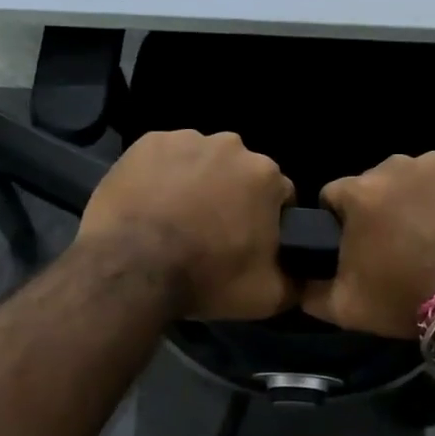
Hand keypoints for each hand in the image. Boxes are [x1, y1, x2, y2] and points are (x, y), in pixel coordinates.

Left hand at [76, 130, 295, 319]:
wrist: (130, 268)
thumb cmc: (206, 278)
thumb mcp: (268, 296)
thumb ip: (296, 279)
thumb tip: (304, 271)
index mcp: (266, 175)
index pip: (280, 196)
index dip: (267, 221)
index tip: (249, 243)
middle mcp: (231, 145)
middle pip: (240, 173)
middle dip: (232, 196)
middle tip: (211, 232)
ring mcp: (186, 139)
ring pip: (202, 161)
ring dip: (197, 183)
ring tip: (176, 219)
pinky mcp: (147, 142)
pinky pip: (165, 158)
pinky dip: (162, 175)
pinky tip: (151, 203)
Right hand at [303, 150, 434, 337]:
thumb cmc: (407, 299)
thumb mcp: (346, 308)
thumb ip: (309, 290)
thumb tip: (295, 280)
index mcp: (359, 193)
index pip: (335, 196)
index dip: (343, 220)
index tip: (360, 243)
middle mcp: (395, 165)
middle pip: (378, 182)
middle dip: (383, 206)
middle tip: (403, 241)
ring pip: (417, 174)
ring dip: (419, 195)